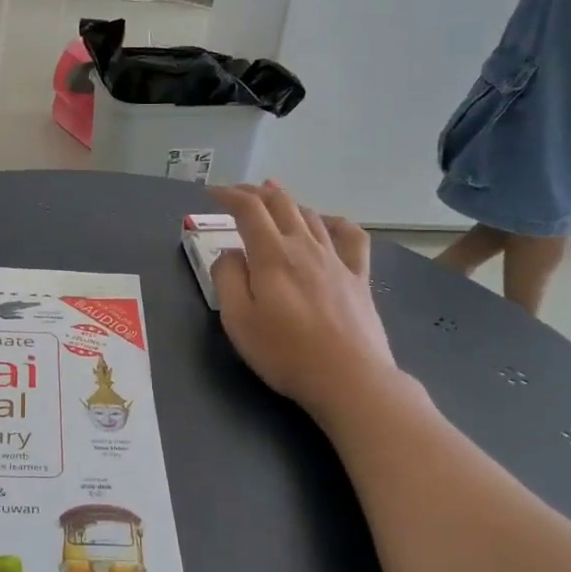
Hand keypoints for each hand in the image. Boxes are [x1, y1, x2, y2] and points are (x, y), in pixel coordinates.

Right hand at [211, 184, 396, 421]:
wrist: (349, 379)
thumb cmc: (286, 354)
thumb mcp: (238, 321)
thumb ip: (228, 279)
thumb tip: (230, 254)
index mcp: (272, 256)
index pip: (249, 210)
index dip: (229, 196)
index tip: (211, 194)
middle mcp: (305, 247)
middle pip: (281, 204)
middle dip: (255, 192)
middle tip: (237, 193)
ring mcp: (336, 260)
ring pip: (311, 215)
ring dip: (288, 202)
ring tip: (274, 199)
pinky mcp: (359, 277)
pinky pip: (351, 237)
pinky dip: (334, 222)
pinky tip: (327, 223)